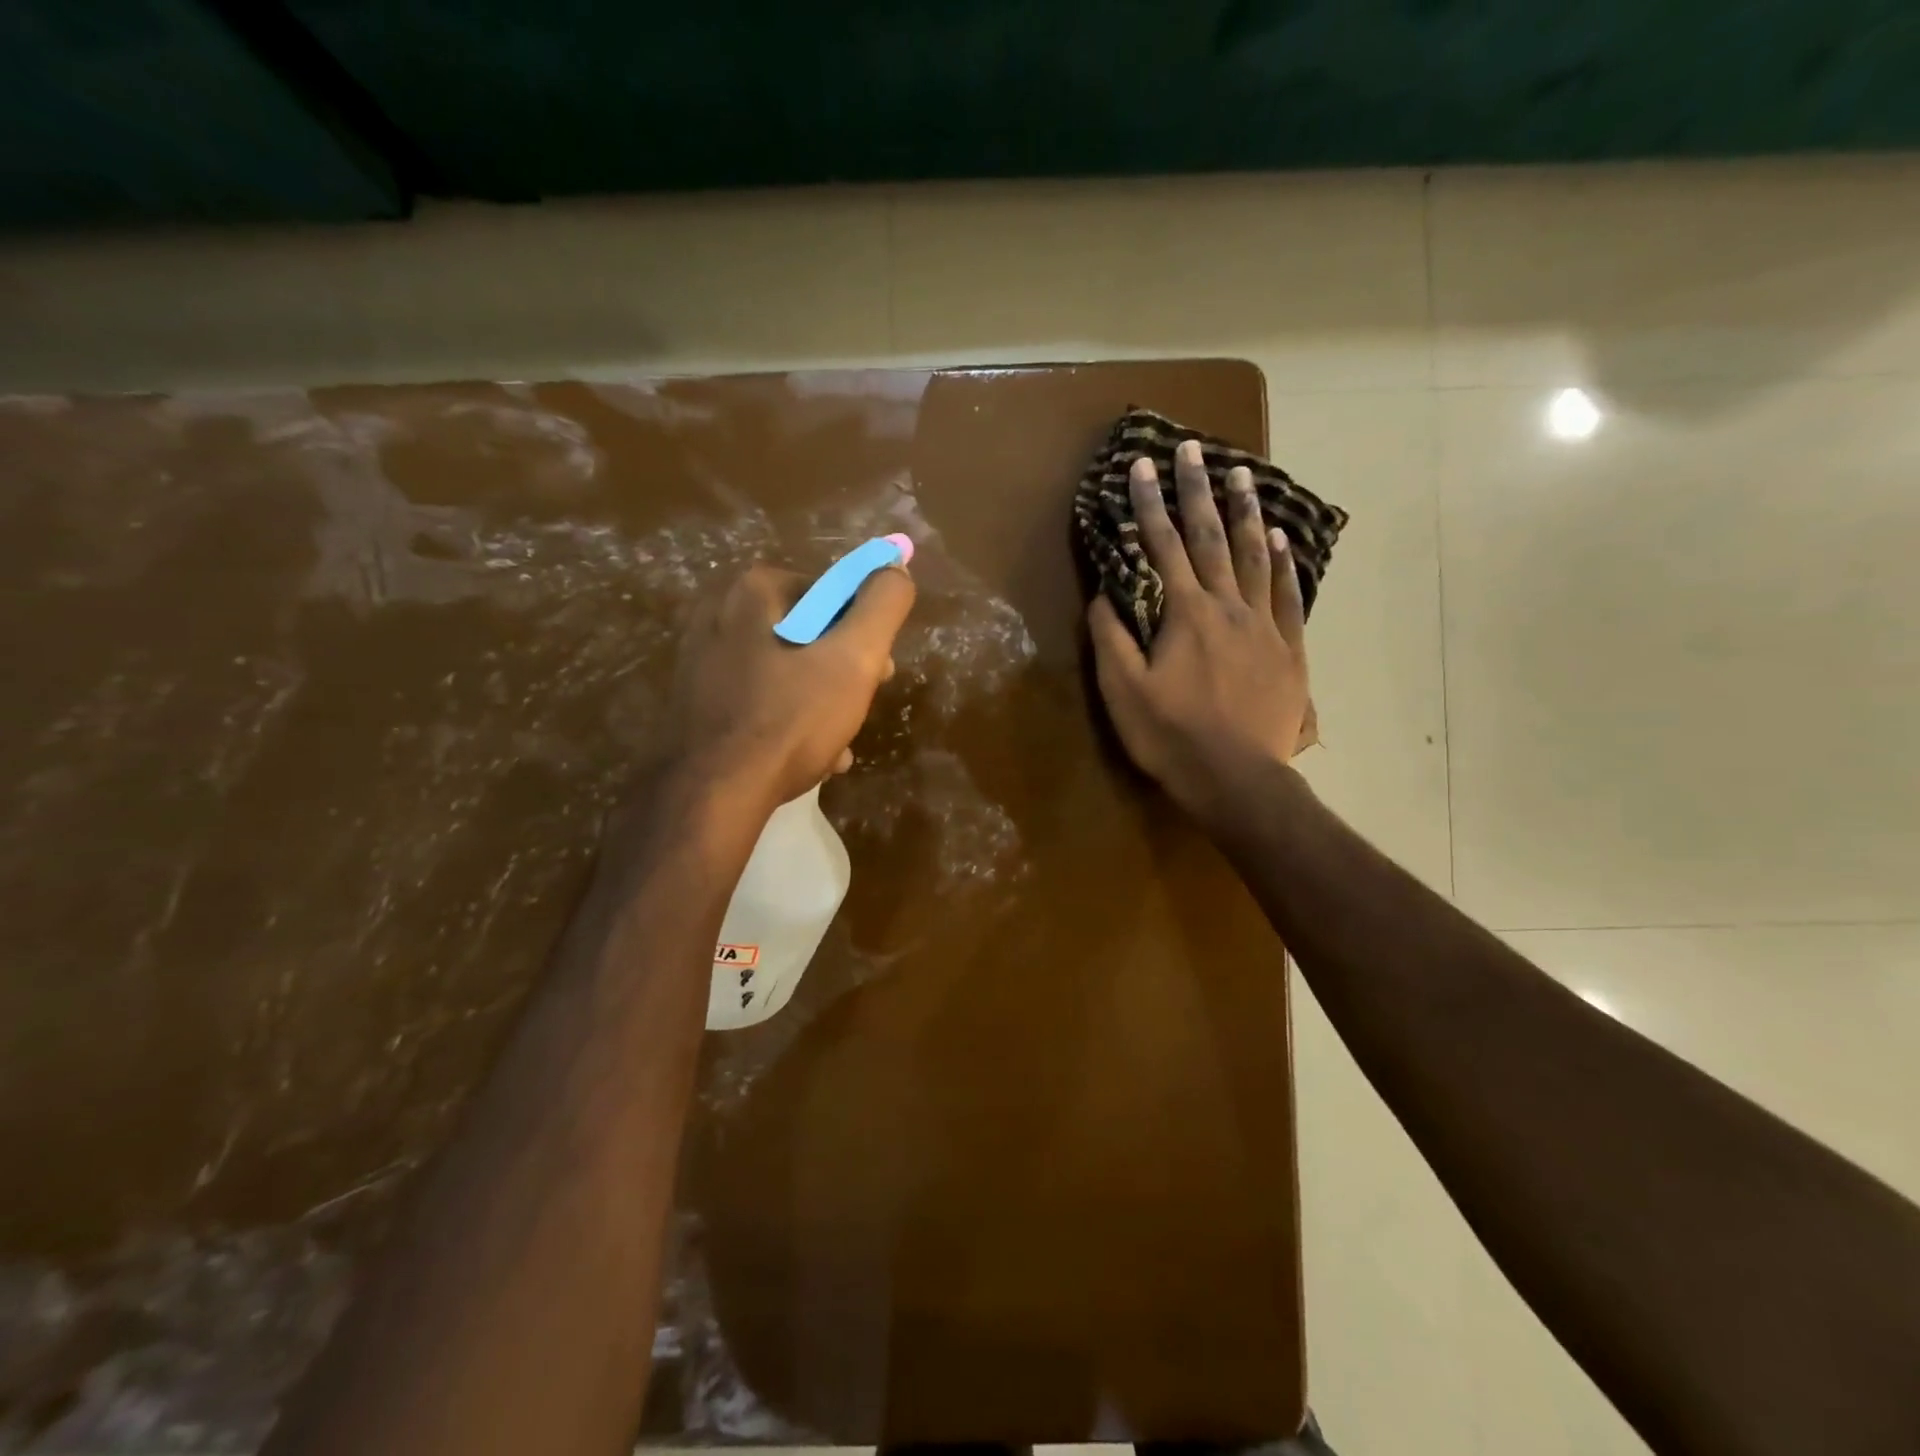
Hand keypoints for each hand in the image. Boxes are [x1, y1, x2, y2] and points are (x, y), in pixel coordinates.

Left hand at [667, 562, 914, 808]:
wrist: (711, 794)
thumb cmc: (790, 719)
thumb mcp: (854, 658)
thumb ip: (883, 605)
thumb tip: (895, 569)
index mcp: (754, 590)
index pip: (834, 594)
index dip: (866, 633)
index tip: (880, 673)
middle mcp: (718, 612)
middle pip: (809, 633)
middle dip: (844, 672)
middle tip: (859, 709)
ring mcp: (701, 658)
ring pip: (786, 670)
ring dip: (821, 703)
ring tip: (838, 744)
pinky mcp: (695, 699)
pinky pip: (758, 698)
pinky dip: (787, 720)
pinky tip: (808, 757)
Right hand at [1087, 439, 1311, 825]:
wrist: (1236, 778)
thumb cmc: (1171, 736)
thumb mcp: (1123, 690)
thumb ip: (1111, 637)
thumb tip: (1102, 592)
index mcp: (1184, 614)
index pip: (1163, 547)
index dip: (1149, 505)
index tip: (1142, 466)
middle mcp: (1226, 607)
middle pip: (1211, 539)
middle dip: (1197, 491)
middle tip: (1192, 448)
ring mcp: (1263, 626)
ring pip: (1254, 558)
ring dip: (1245, 513)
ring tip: (1241, 474)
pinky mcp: (1289, 650)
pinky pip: (1287, 597)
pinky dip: (1282, 565)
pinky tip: (1280, 540)